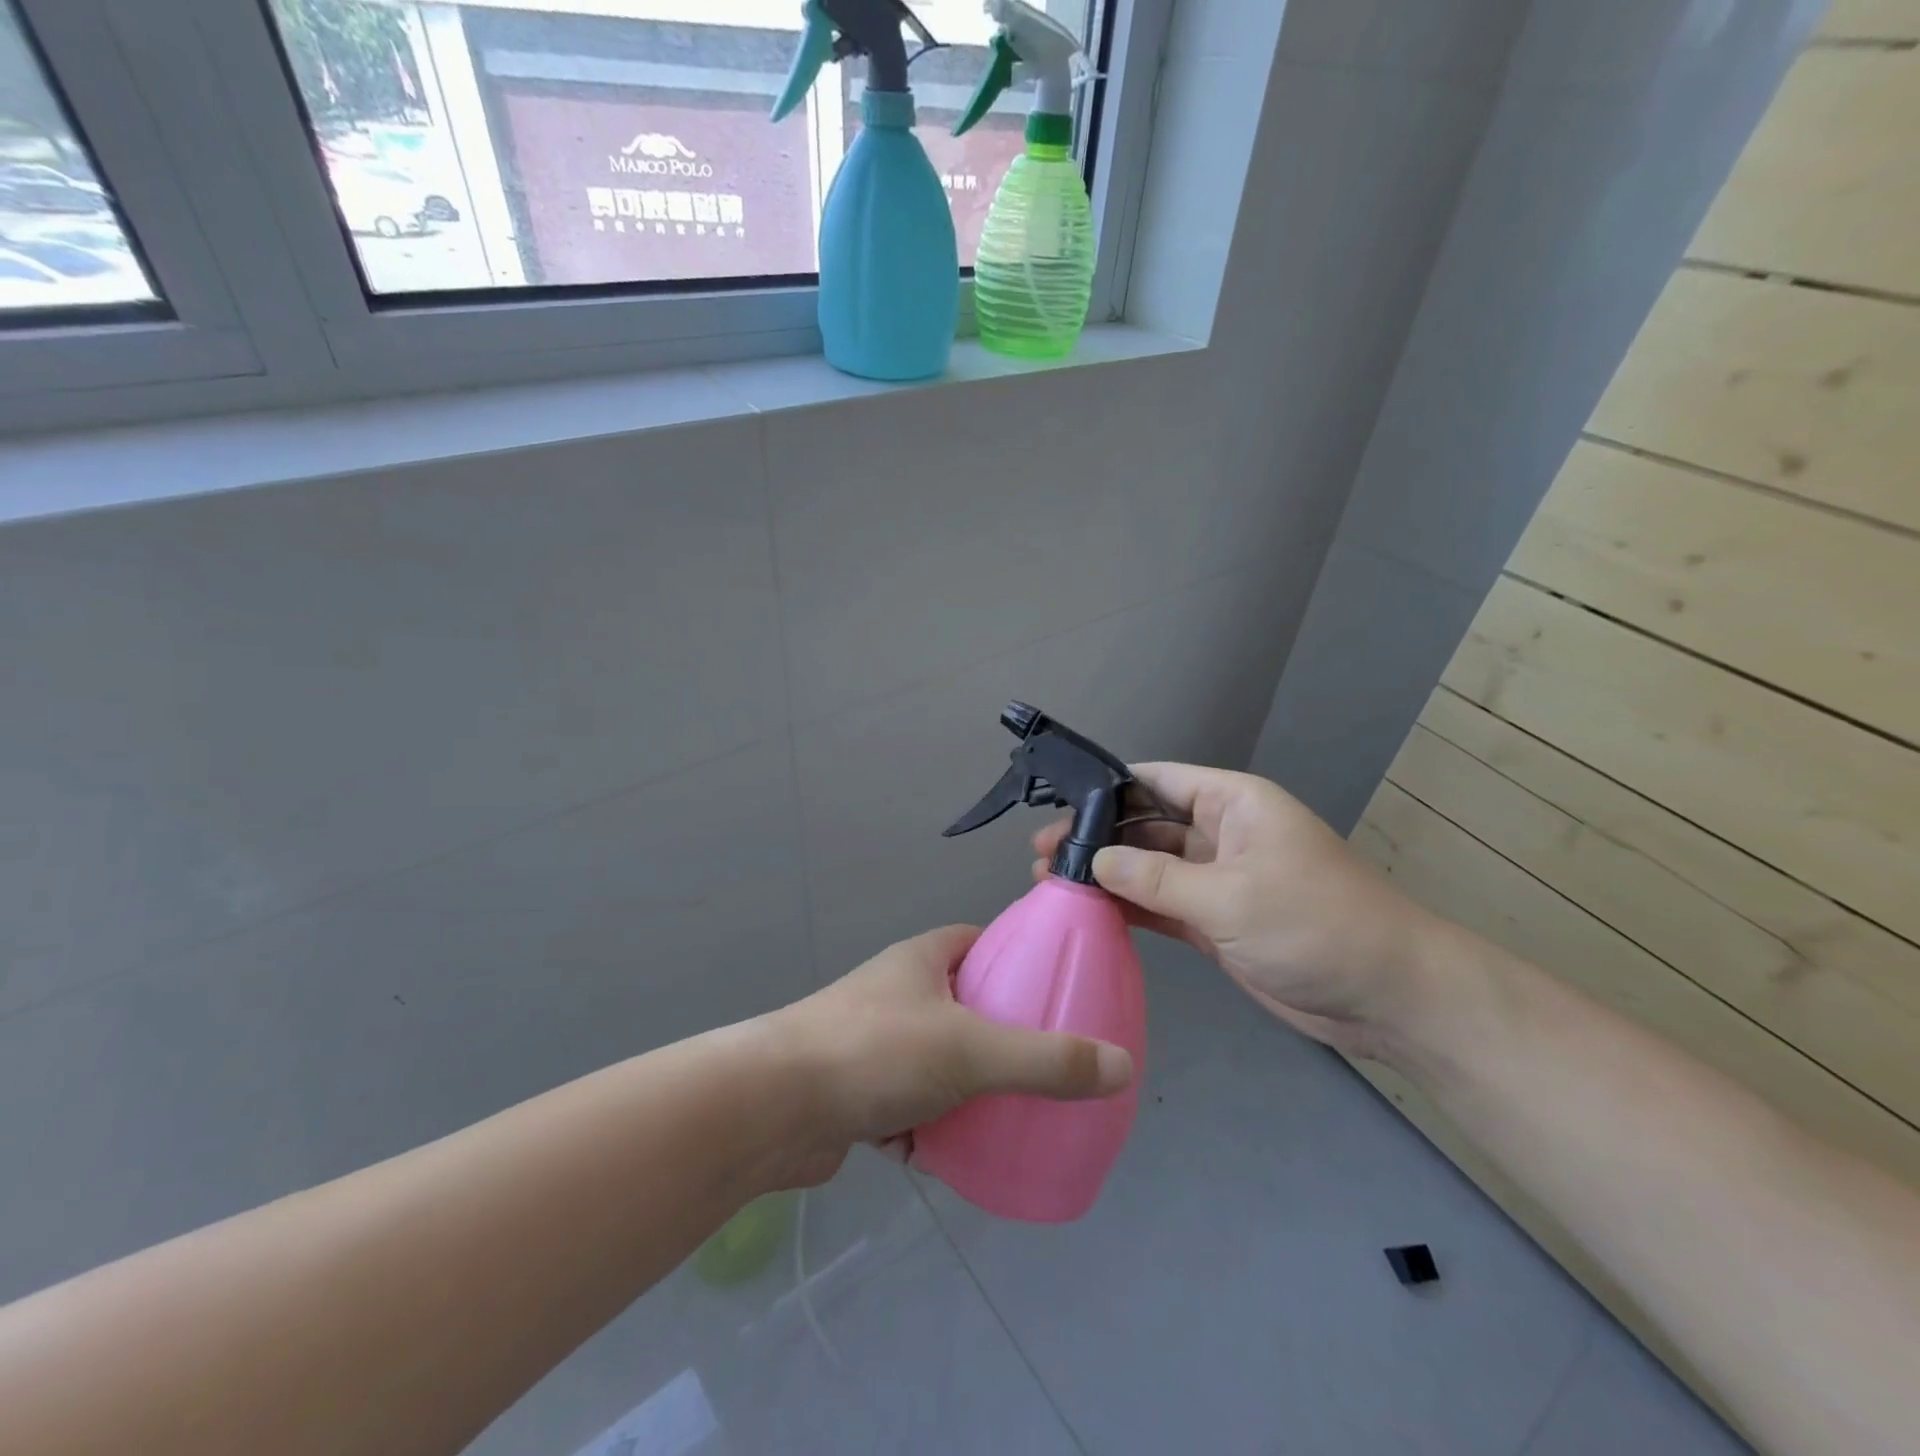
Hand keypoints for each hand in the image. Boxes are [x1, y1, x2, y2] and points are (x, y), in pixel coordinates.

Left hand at [768, 926, 1133, 1185]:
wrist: (772, 1108)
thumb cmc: (876, 1051)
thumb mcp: (972, 1050)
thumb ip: (1047, 1060)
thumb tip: (1121, 1066)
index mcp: (922, 960)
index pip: (979, 942)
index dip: (1016, 959)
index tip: (1054, 990)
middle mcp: (897, 993)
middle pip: (964, 1006)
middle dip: (1000, 1036)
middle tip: (1046, 1064)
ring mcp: (873, 1044)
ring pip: (937, 1062)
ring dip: (967, 1089)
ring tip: (1013, 1115)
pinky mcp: (856, 1093)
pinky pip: (910, 1107)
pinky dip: (932, 1130)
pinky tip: (958, 1158)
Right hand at [1032, 763, 1440, 1061]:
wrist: (1387, 997)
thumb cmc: (1315, 925)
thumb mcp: (1230, 896)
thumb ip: (1156, 879)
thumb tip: (1094, 860)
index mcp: (1232, 803)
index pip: (1157, 779)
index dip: (1107, 787)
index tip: (1057, 803)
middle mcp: (1220, 833)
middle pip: (1146, 824)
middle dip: (1097, 836)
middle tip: (1042, 854)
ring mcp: (1216, 880)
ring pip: (1149, 868)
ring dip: (1107, 875)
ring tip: (1051, 883)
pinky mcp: (1215, 922)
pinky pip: (1161, 906)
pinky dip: (1129, 908)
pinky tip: (1089, 911)